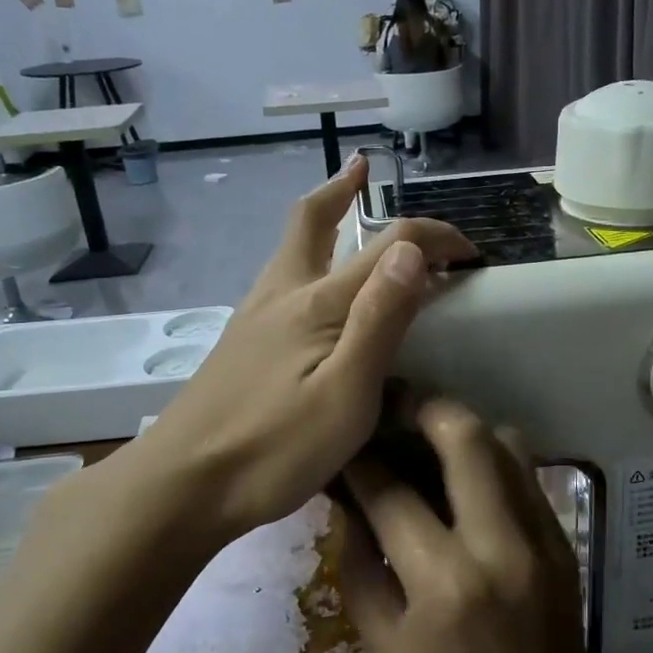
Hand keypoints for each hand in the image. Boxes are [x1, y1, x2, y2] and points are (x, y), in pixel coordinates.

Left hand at [103, 156, 474, 549]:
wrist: (180, 486)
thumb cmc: (274, 449)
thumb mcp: (346, 395)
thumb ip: (379, 319)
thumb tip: (410, 249)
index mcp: (319, 303)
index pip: (389, 245)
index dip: (435, 238)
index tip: (472, 255)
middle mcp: (284, 294)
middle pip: (312, 220)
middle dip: (344, 188)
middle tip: (364, 167)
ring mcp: (255, 316)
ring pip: (291, 246)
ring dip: (322, 217)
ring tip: (345, 211)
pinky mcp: (241, 342)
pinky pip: (282, 278)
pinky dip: (306, 257)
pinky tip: (312, 289)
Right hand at [341, 398, 609, 652]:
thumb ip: (362, 568)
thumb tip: (348, 505)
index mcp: (445, 583)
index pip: (393, 493)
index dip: (362, 462)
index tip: (346, 443)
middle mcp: (501, 545)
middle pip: (465, 437)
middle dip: (423, 408)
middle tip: (393, 407)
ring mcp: (543, 540)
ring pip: (507, 444)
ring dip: (464, 430)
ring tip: (427, 437)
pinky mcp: (566, 545)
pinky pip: (527, 477)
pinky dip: (493, 460)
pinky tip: (465, 478)